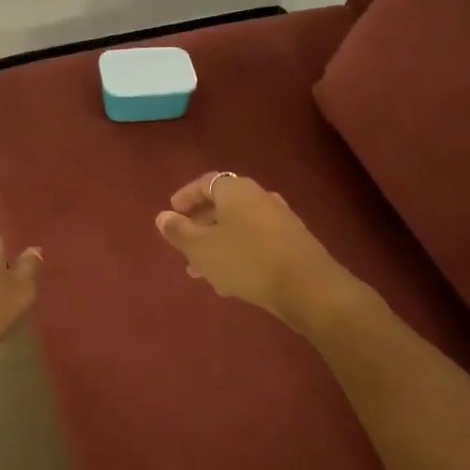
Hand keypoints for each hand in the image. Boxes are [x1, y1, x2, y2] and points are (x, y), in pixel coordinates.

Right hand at [155, 173, 355, 326]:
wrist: (307, 286)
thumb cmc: (245, 260)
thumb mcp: (201, 248)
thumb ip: (179, 231)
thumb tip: (162, 216)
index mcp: (236, 190)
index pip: (205, 183)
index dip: (186, 197)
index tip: (172, 213)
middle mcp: (259, 197)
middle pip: (223, 205)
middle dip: (200, 226)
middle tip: (183, 246)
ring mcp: (280, 218)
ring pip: (238, 227)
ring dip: (217, 244)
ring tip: (201, 271)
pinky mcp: (292, 242)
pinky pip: (256, 241)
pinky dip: (237, 253)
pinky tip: (230, 280)